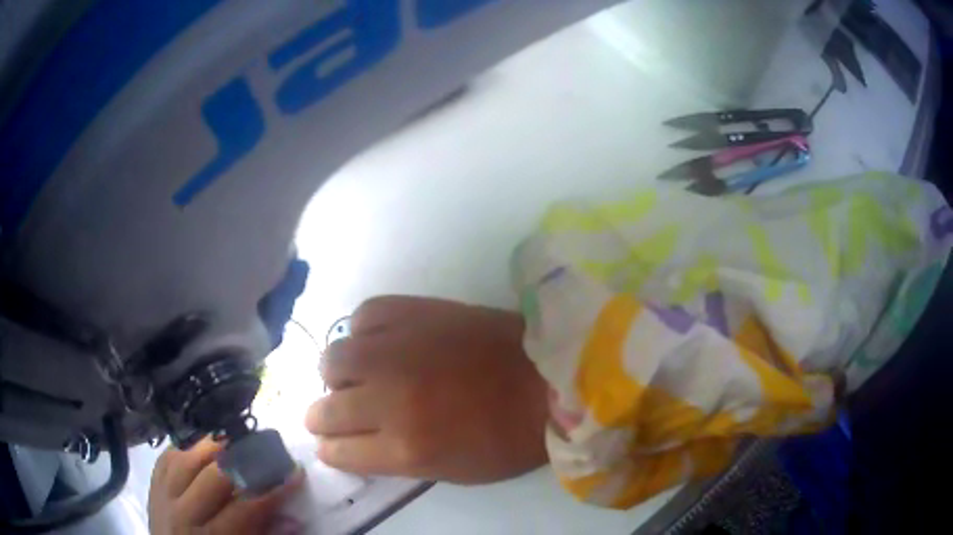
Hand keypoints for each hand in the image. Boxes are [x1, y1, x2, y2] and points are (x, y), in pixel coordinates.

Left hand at [148, 438, 303, 534]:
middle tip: (266, 451)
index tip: (295, 473)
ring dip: (213, 446)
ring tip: (235, 441)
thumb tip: (293, 518)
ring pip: (187, 458)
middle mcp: (183, 514)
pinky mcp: (153, 481)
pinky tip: (203, 445)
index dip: (272, 490)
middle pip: (213, 477)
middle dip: (243, 460)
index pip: (245, 509)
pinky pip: (169, 454)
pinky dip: (188, 447)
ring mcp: (163, 494)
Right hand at [306, 296, 549, 483]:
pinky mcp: (414, 311)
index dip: (330, 450)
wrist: (550, 376)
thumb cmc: (509, 437)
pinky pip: (362, 317)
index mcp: (406, 448)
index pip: (336, 451)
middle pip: (325, 410)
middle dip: (323, 418)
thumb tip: (351, 442)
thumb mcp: (450, 470)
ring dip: (338, 375)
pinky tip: (380, 343)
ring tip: (358, 376)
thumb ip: (392, 458)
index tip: (332, 444)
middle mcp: (390, 398)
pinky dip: (364, 334)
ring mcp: (399, 350)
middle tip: (336, 413)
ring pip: (333, 360)